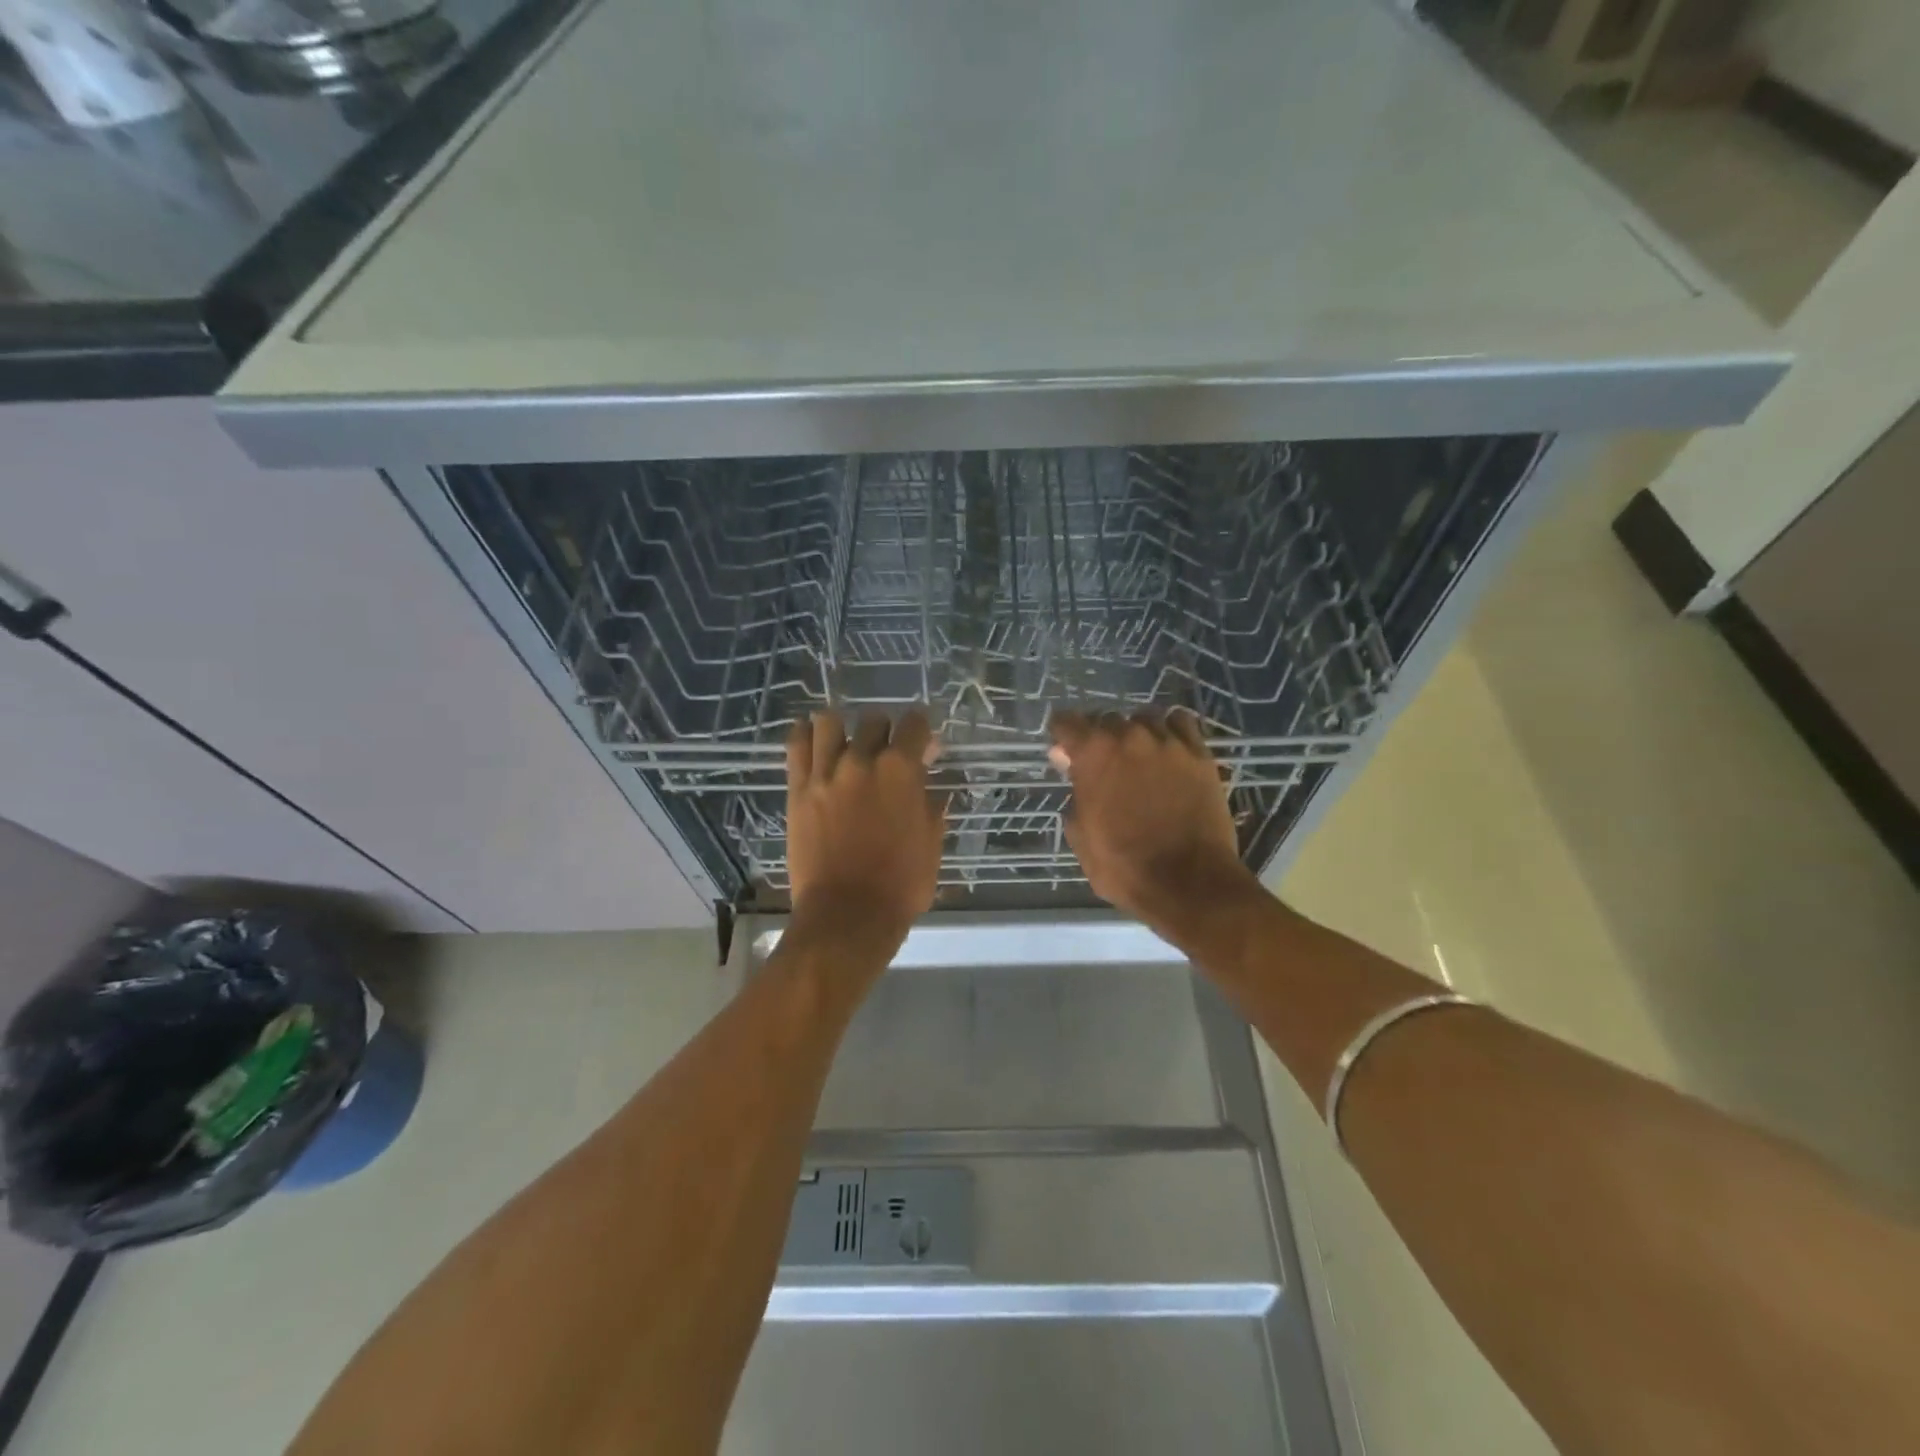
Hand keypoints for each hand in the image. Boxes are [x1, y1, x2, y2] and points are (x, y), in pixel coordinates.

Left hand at [786, 709, 944, 945]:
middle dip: (885, 731)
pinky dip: (805, 735)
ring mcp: (826, 772)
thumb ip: (932, 803)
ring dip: (842, 728)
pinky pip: (796, 744)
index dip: (921, 730)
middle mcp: (862, 760)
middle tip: (885, 753)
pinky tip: (812, 740)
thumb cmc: (900, 884)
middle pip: (873, 720)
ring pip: (829, 721)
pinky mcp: (798, 789)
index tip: (922, 743)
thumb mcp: (932, 843)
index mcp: (901, 771)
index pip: (914, 724)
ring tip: (845, 745)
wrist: (847, 915)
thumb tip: (932, 782)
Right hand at [1049, 709, 1258, 939]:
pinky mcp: (1200, 754)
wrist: (1189, 882)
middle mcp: (1129, 737)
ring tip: (1138, 754)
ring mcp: (1168, 743)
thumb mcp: (1081, 837)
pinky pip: (1181, 723)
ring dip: (1135, 732)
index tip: (1064, 749)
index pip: (1067, 722)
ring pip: (1145, 718)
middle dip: (1099, 737)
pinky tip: (1168, 747)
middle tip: (1103, 763)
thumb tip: (1071, 768)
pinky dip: (1170, 729)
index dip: (1062, 734)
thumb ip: (1074, 795)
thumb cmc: (1124, 866)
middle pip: (1106, 719)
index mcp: (1093, 755)